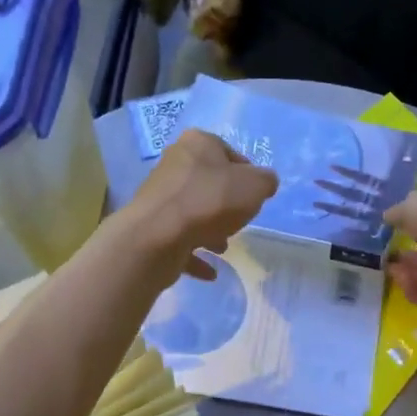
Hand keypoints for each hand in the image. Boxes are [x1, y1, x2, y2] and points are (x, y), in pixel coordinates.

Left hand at [123, 128, 278, 281]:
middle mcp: (174, 164)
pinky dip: (194, 254)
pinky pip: (179, 239)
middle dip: (226, 204)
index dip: (245, 174)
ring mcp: (159, 196)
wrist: (159, 235)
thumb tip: (263, 183)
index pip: (227, 152)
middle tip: (239, 221)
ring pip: (192, 211)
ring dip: (209, 230)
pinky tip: (210, 271)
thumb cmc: (211, 201)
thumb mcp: (255, 186)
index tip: (254, 196)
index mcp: (198, 144)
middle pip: (208, 183)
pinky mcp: (151, 226)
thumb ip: (265, 181)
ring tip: (222, 248)